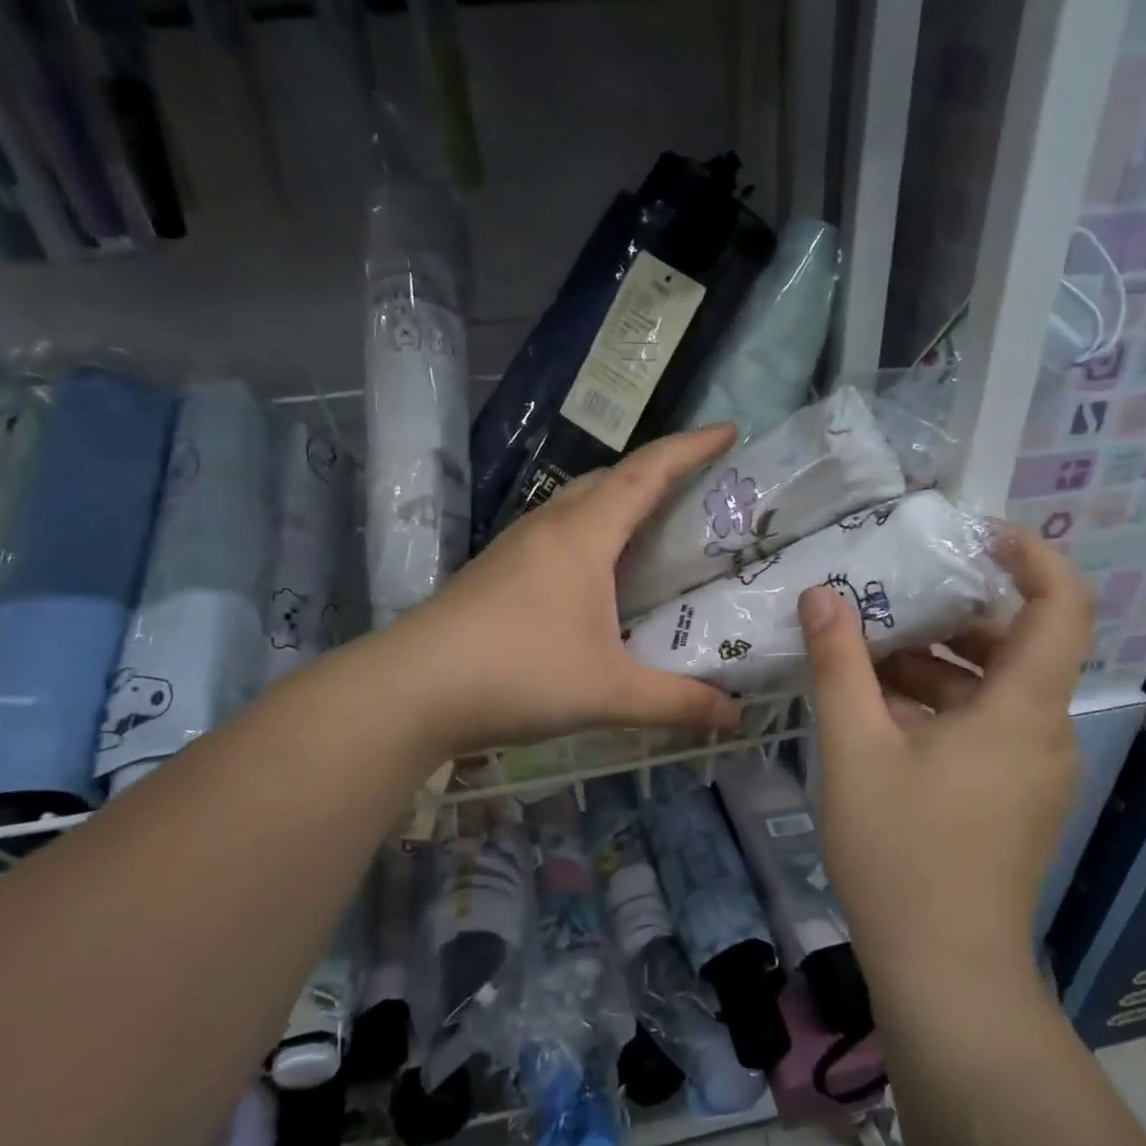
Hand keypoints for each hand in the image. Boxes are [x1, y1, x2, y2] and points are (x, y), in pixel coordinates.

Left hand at [393, 425, 744, 753]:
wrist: (411, 691)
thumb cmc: (518, 675)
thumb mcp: (610, 694)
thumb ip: (678, 703)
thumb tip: (734, 715)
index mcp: (582, 536)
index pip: (646, 473)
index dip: (690, 448)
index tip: (728, 430)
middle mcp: (548, 527)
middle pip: (610, 478)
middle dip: (657, 472)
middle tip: (697, 489)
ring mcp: (515, 547)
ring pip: (578, 503)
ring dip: (619, 501)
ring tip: (653, 526)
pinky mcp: (495, 571)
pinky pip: (557, 532)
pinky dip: (591, 532)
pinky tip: (596, 573)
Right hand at [798, 526, 1093, 1001]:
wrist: (946, 975)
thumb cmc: (902, 853)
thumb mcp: (855, 749)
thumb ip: (839, 664)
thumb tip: (821, 596)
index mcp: (1021, 709)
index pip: (1062, 605)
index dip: (1033, 557)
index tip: (978, 535)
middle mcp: (1042, 732)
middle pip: (1018, 645)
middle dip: (955, 614)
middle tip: (891, 599)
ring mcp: (1032, 771)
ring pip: (995, 691)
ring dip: (939, 665)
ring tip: (868, 656)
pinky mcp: (1015, 801)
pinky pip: (987, 729)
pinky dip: (943, 708)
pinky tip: (881, 716)